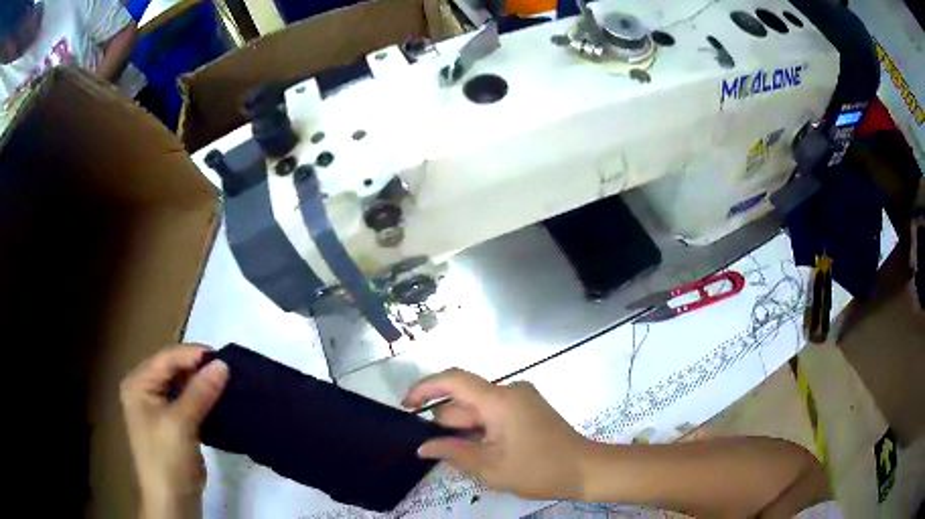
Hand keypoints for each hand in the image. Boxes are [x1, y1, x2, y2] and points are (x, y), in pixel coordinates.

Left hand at [121, 345, 228, 518]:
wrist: (172, 500)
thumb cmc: (167, 458)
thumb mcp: (181, 423)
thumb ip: (200, 392)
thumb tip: (223, 364)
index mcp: (138, 384)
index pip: (166, 359)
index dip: (193, 355)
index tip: (223, 357)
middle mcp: (144, 390)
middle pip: (173, 370)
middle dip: (198, 368)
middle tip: (227, 370)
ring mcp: (157, 407)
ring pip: (181, 385)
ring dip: (201, 384)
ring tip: (226, 382)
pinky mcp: (171, 423)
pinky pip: (187, 402)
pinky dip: (202, 399)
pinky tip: (218, 399)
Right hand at [403, 369, 589, 499]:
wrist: (586, 470)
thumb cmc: (539, 469)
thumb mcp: (491, 467)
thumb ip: (453, 453)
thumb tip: (423, 447)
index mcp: (500, 400)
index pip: (454, 380)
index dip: (425, 388)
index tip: (405, 405)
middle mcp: (510, 391)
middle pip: (465, 400)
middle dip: (445, 423)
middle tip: (432, 450)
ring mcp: (521, 400)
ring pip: (478, 409)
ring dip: (463, 430)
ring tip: (455, 456)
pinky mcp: (528, 410)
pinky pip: (493, 415)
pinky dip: (479, 430)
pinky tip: (475, 451)